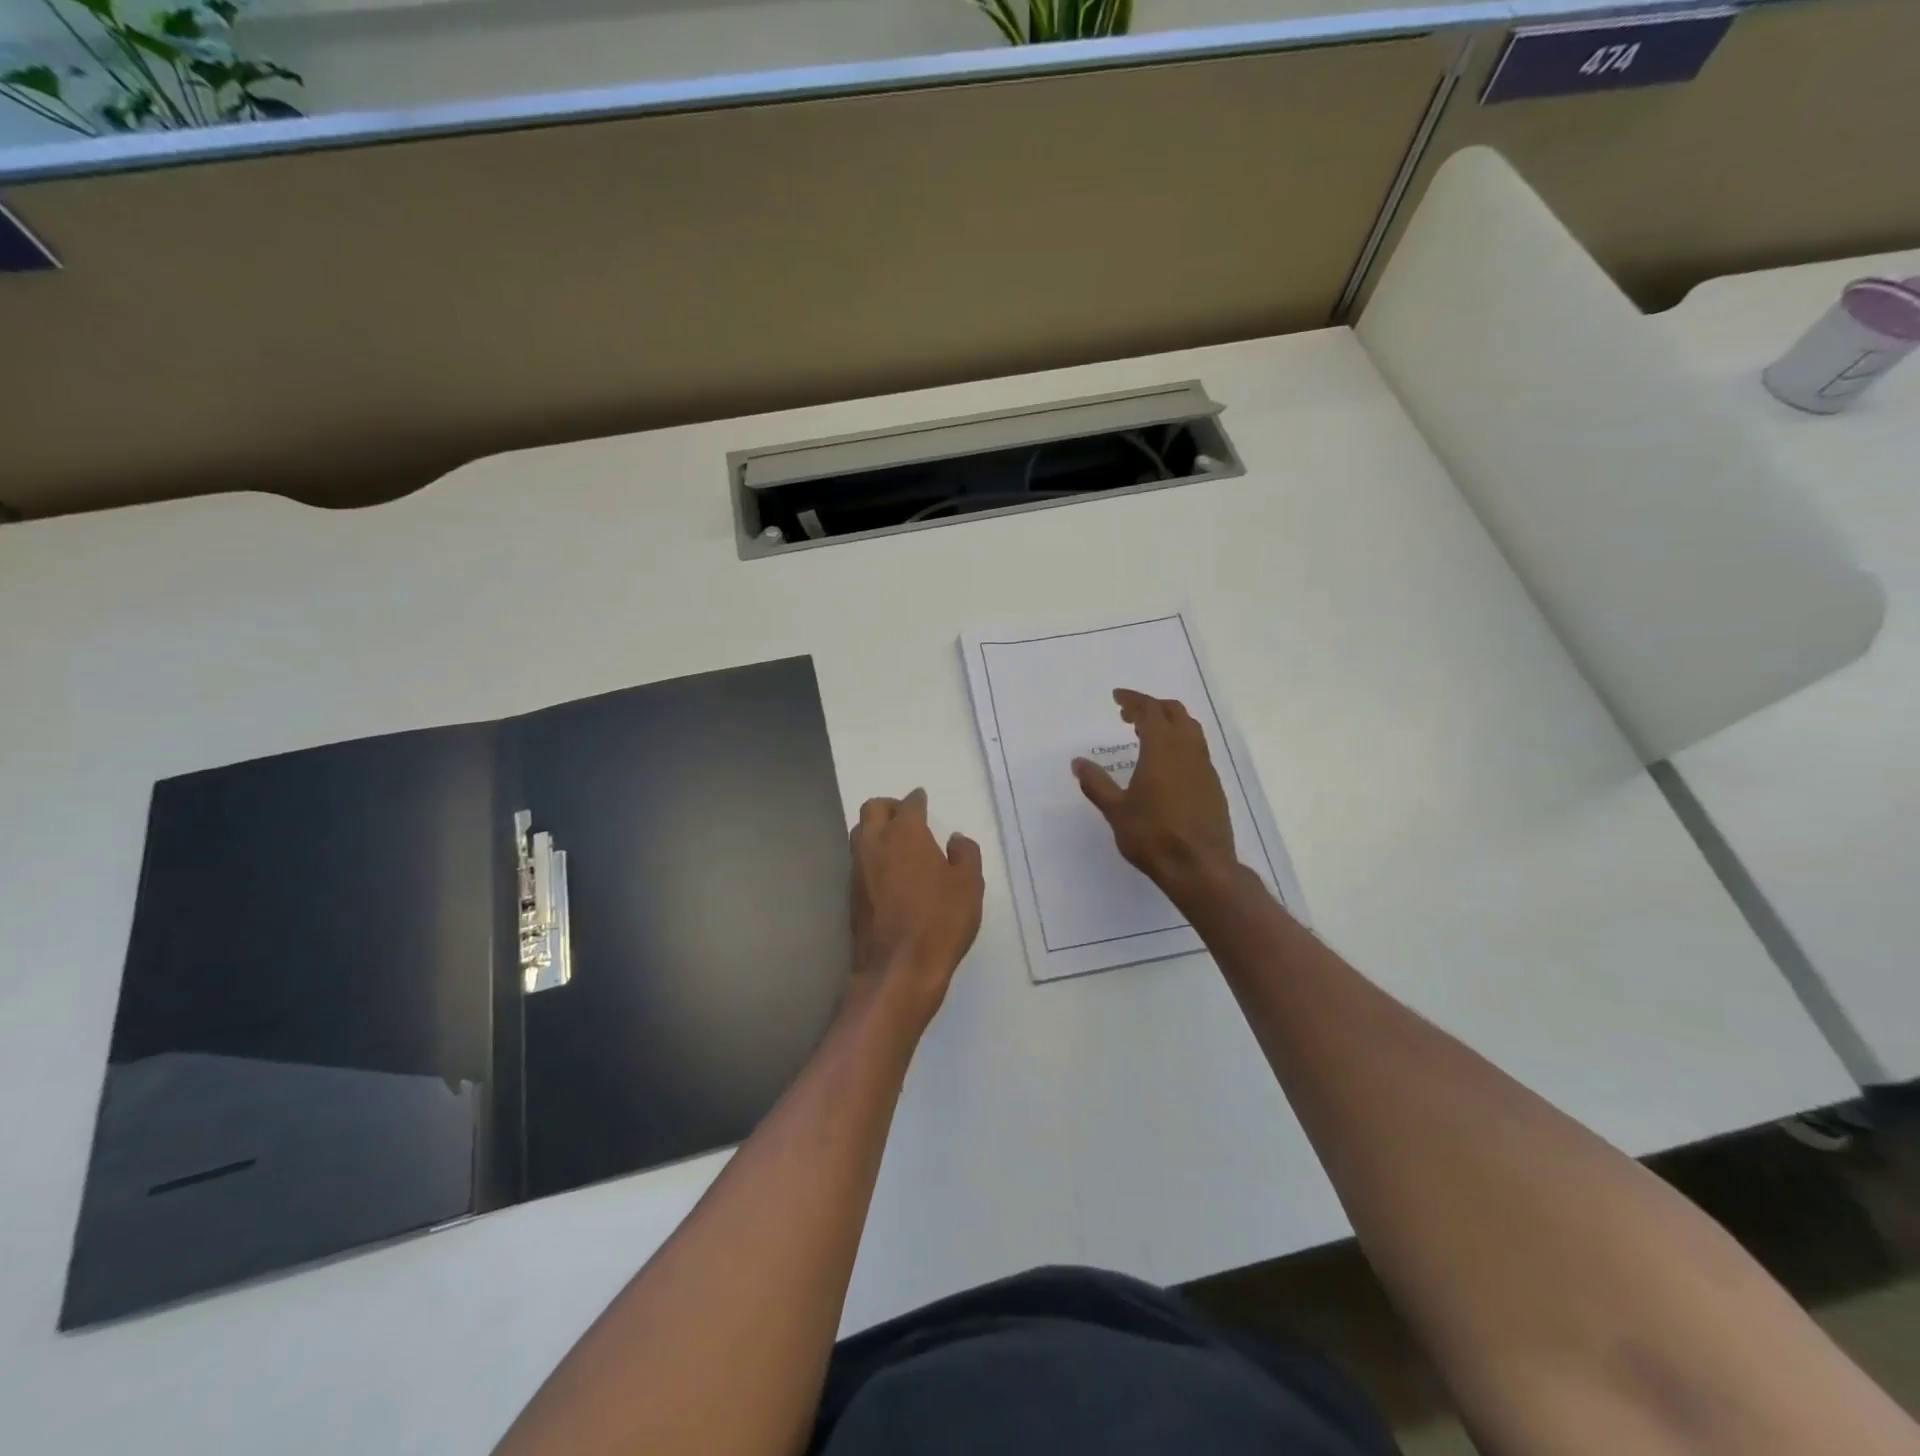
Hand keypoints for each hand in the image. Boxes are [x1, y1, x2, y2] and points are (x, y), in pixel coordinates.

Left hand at [849, 788, 983, 1025]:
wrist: (899, 968)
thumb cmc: (940, 921)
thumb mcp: (969, 885)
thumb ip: (966, 854)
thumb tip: (956, 840)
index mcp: (905, 834)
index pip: (908, 805)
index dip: (917, 800)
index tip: (922, 800)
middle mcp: (875, 844)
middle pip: (872, 809)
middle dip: (889, 807)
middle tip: (906, 816)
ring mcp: (857, 870)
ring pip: (859, 833)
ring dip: (875, 830)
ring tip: (895, 843)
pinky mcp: (850, 894)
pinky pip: (858, 861)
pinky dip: (871, 856)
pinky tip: (887, 872)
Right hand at [1072, 689, 1236, 893]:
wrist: (1201, 868)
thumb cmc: (1153, 836)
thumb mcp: (1116, 811)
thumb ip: (1096, 783)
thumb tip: (1078, 762)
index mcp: (1162, 749)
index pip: (1149, 710)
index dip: (1133, 699)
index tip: (1117, 697)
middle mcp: (1188, 751)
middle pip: (1175, 713)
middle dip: (1152, 707)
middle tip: (1129, 714)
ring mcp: (1204, 768)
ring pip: (1191, 730)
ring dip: (1169, 723)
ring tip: (1147, 734)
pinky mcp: (1213, 786)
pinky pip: (1197, 749)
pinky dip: (1180, 742)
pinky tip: (1167, 763)